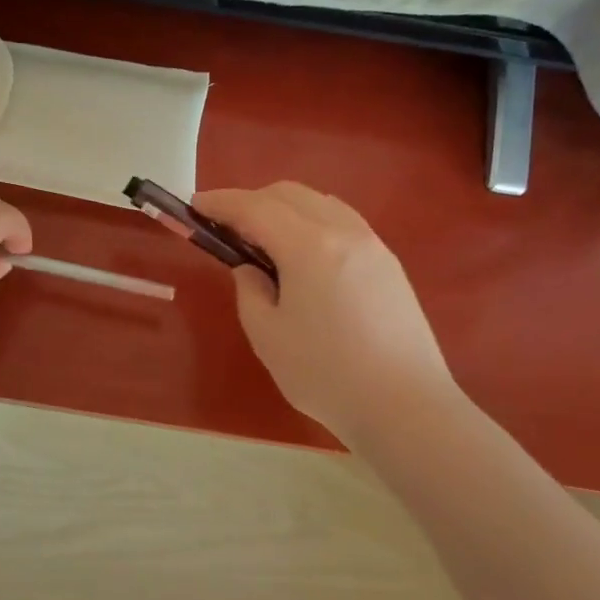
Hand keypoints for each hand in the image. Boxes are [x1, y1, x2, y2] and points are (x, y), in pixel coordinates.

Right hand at [193, 182, 452, 443]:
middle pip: (290, 194)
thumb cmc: (326, 373)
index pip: (255, 208)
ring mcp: (373, 245)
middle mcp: (344, 231)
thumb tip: (252, 269)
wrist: (404, 405)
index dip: (221, 203)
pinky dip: (313, 223)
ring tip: (264, 239)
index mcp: (309, 245)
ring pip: (321, 203)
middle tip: (226, 227)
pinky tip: (304, 255)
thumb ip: (250, 291)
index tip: (195, 205)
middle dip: (252, 201)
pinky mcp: (389, 264)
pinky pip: (343, 223)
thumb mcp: (268, 336)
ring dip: (285, 209)